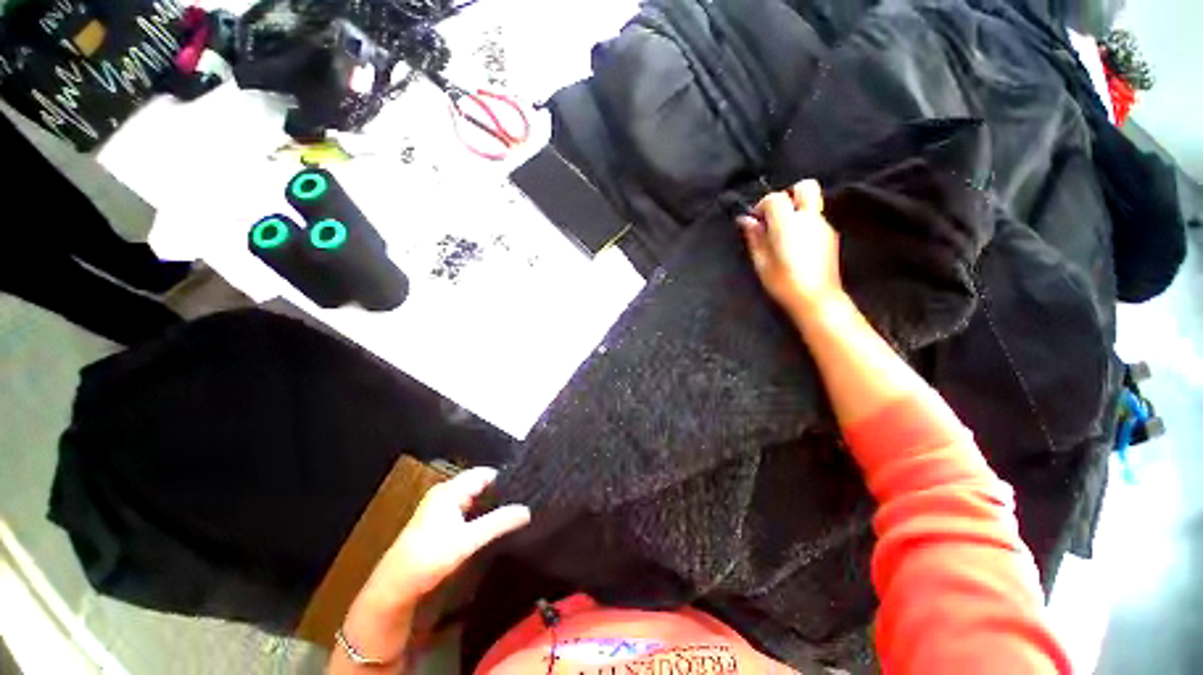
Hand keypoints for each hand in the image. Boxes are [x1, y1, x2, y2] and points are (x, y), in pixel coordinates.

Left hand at [368, 467, 530, 602]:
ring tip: (514, 513)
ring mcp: (441, 508)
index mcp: (450, 490)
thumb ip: (498, 522)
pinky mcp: (439, 523)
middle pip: (480, 484)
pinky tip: (493, 526)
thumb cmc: (429, 558)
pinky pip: (467, 510)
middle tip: (523, 502)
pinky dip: (480, 515)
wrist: (394, 588)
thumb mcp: (468, 540)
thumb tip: (527, 510)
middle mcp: (445, 493)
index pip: (484, 473)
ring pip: (474, 498)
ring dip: (490, 505)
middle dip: (500, 493)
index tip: (525, 488)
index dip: (505, 478)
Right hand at [738, 179, 842, 314]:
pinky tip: (795, 247)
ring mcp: (823, 225)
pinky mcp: (831, 236)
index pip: (775, 198)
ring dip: (795, 212)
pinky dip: (803, 225)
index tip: (754, 222)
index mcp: (788, 223)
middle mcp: (809, 218)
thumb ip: (754, 237)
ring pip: (810, 205)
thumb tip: (745, 220)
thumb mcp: (761, 262)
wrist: (816, 299)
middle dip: (788, 195)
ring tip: (782, 237)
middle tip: (775, 216)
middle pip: (805, 187)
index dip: (762, 206)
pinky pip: (815, 220)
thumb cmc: (783, 283)